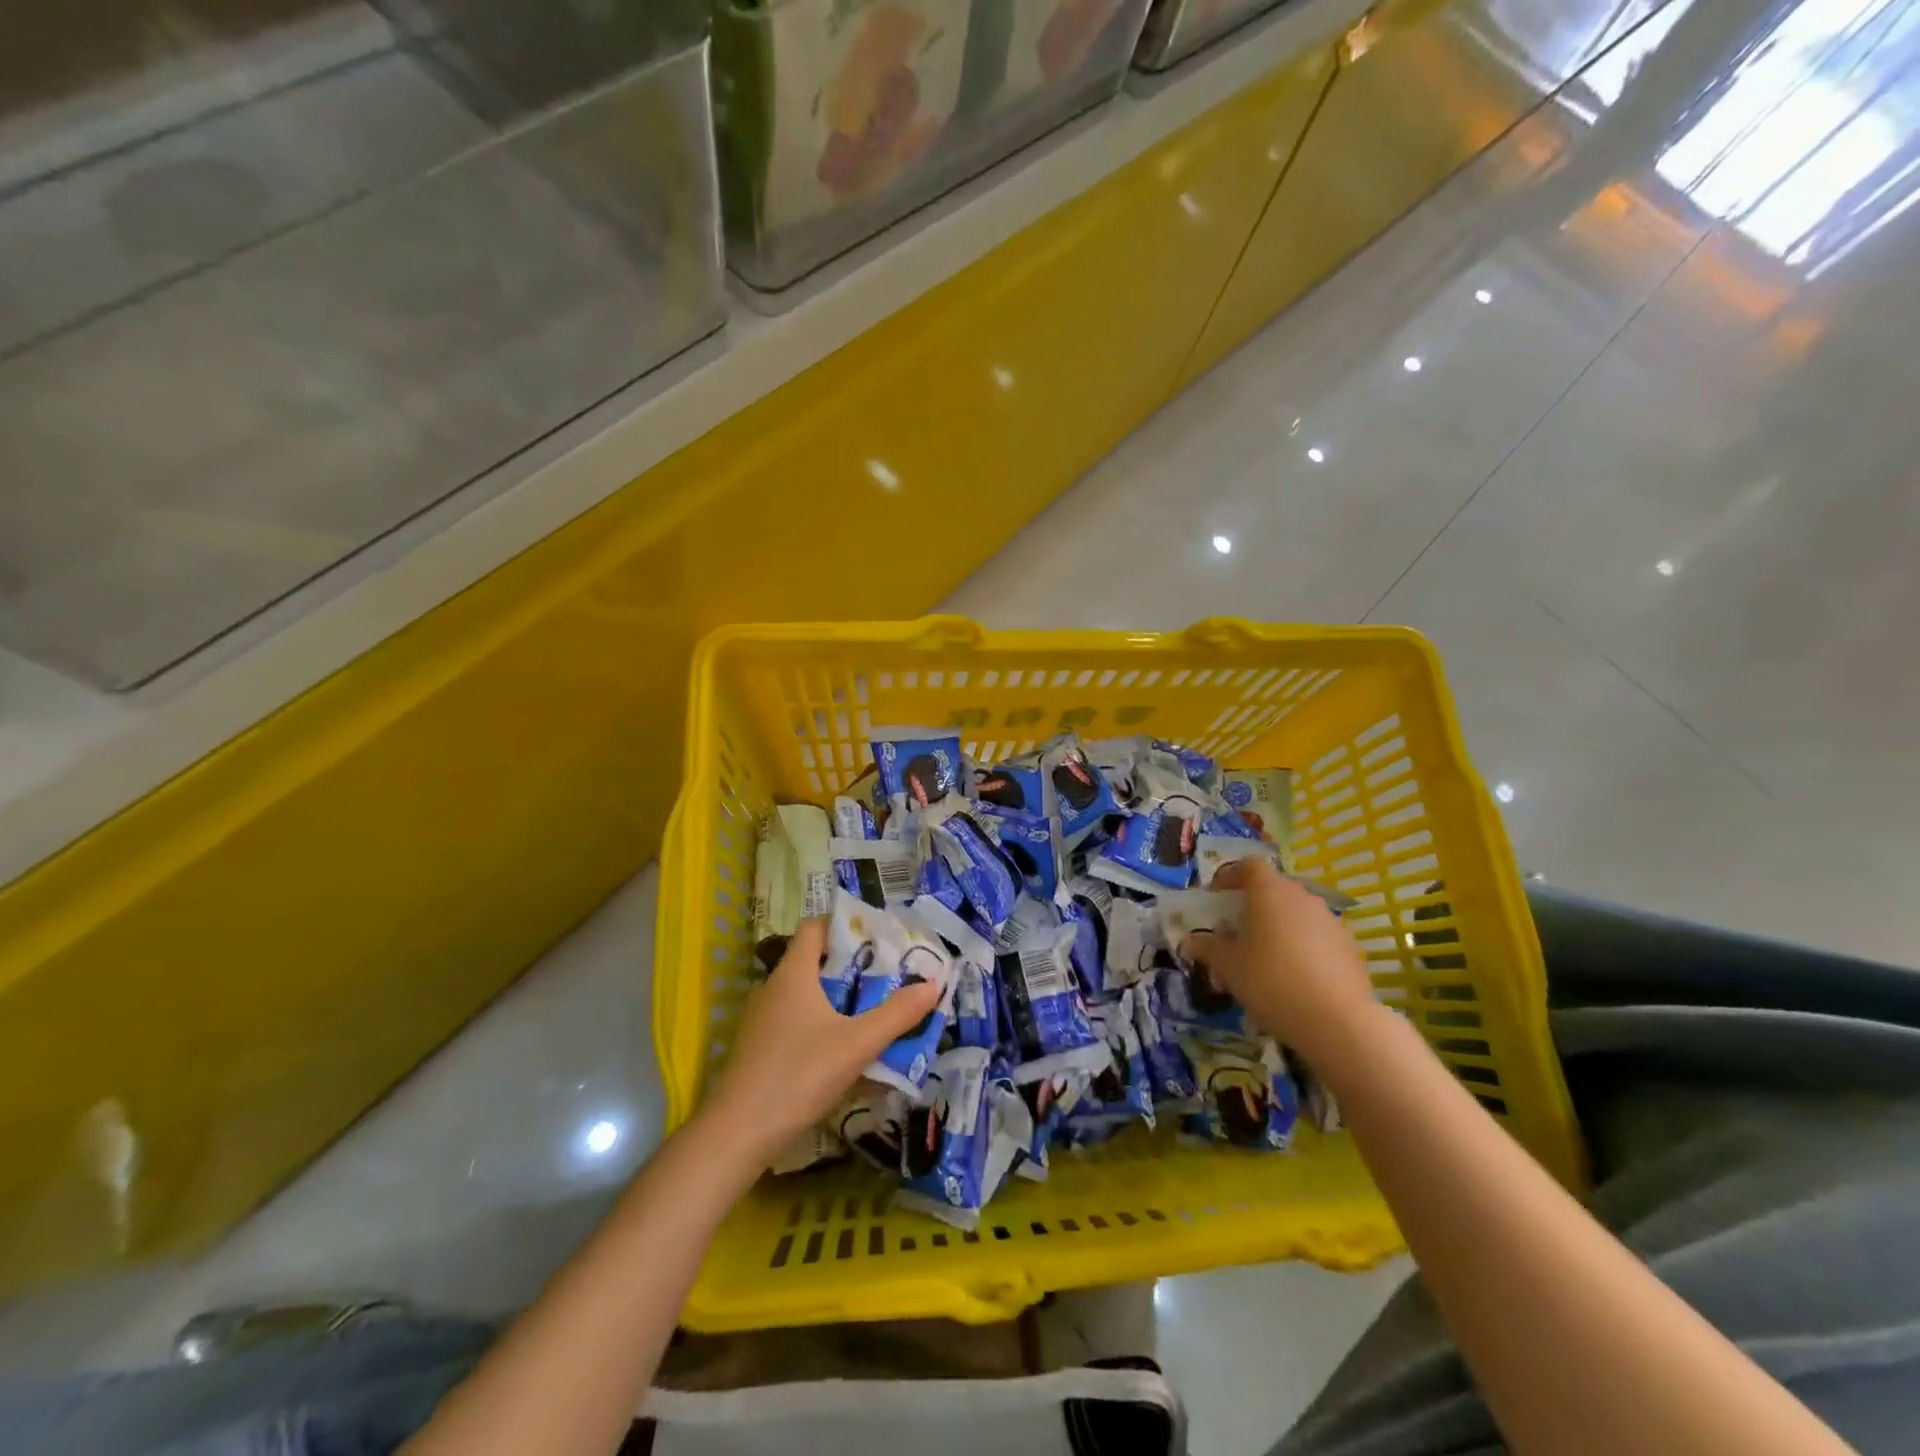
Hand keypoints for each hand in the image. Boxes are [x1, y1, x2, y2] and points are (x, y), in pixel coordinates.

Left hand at [700, 918, 941, 1165]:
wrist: (737, 1134)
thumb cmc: (798, 1075)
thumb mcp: (857, 1044)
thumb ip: (897, 1014)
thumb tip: (933, 985)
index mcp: (793, 973)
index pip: (815, 927)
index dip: (844, 924)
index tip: (877, 935)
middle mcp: (773, 987)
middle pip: (813, 960)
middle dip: (851, 964)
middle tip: (887, 973)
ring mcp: (761, 1019)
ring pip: (804, 993)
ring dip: (837, 996)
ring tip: (872, 1008)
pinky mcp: (758, 1048)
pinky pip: (795, 1020)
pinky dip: (820, 1022)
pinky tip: (842, 1047)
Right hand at [1196, 858, 1379, 1066]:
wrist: (1338, 1021)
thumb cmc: (1271, 981)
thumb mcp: (1228, 966)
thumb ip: (1207, 948)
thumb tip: (1189, 943)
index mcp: (1270, 891)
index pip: (1248, 866)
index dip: (1229, 876)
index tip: (1215, 896)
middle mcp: (1302, 897)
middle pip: (1273, 890)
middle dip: (1252, 907)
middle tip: (1236, 934)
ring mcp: (1330, 921)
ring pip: (1296, 915)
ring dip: (1277, 929)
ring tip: (1263, 961)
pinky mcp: (1349, 947)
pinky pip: (1316, 937)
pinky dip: (1301, 948)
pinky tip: (1293, 979)